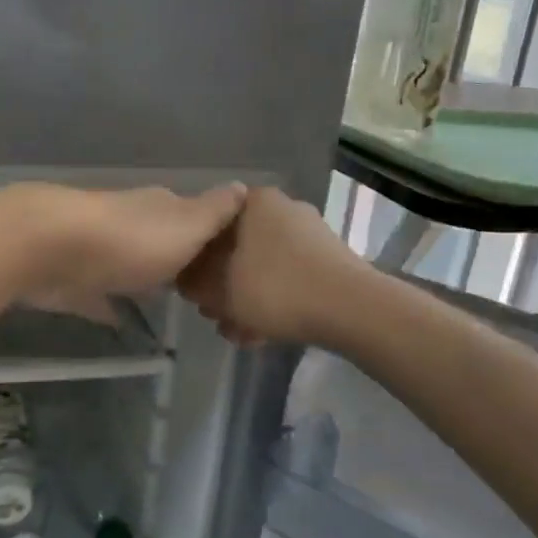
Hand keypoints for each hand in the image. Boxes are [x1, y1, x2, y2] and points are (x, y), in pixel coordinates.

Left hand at [4, 182, 249, 312]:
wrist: (50, 248)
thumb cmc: (131, 240)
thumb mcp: (187, 225)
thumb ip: (215, 211)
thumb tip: (242, 185)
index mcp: (161, 208)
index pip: (195, 215)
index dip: (213, 235)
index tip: (232, 260)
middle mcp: (131, 222)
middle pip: (160, 239)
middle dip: (178, 258)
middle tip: (203, 289)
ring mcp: (99, 250)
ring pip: (129, 264)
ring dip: (144, 278)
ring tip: (168, 303)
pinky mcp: (73, 280)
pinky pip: (98, 295)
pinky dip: (108, 304)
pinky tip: (120, 321)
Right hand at [177, 187, 370, 345]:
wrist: (351, 308)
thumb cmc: (276, 289)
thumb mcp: (220, 290)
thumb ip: (196, 282)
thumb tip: (186, 279)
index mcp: (254, 203)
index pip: (210, 224)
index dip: (195, 259)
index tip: (191, 290)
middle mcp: (283, 210)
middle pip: (238, 248)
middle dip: (223, 286)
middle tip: (214, 315)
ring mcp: (309, 236)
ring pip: (264, 269)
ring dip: (246, 300)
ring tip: (238, 333)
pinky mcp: (328, 262)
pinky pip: (289, 280)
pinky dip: (273, 303)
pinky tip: (262, 335)